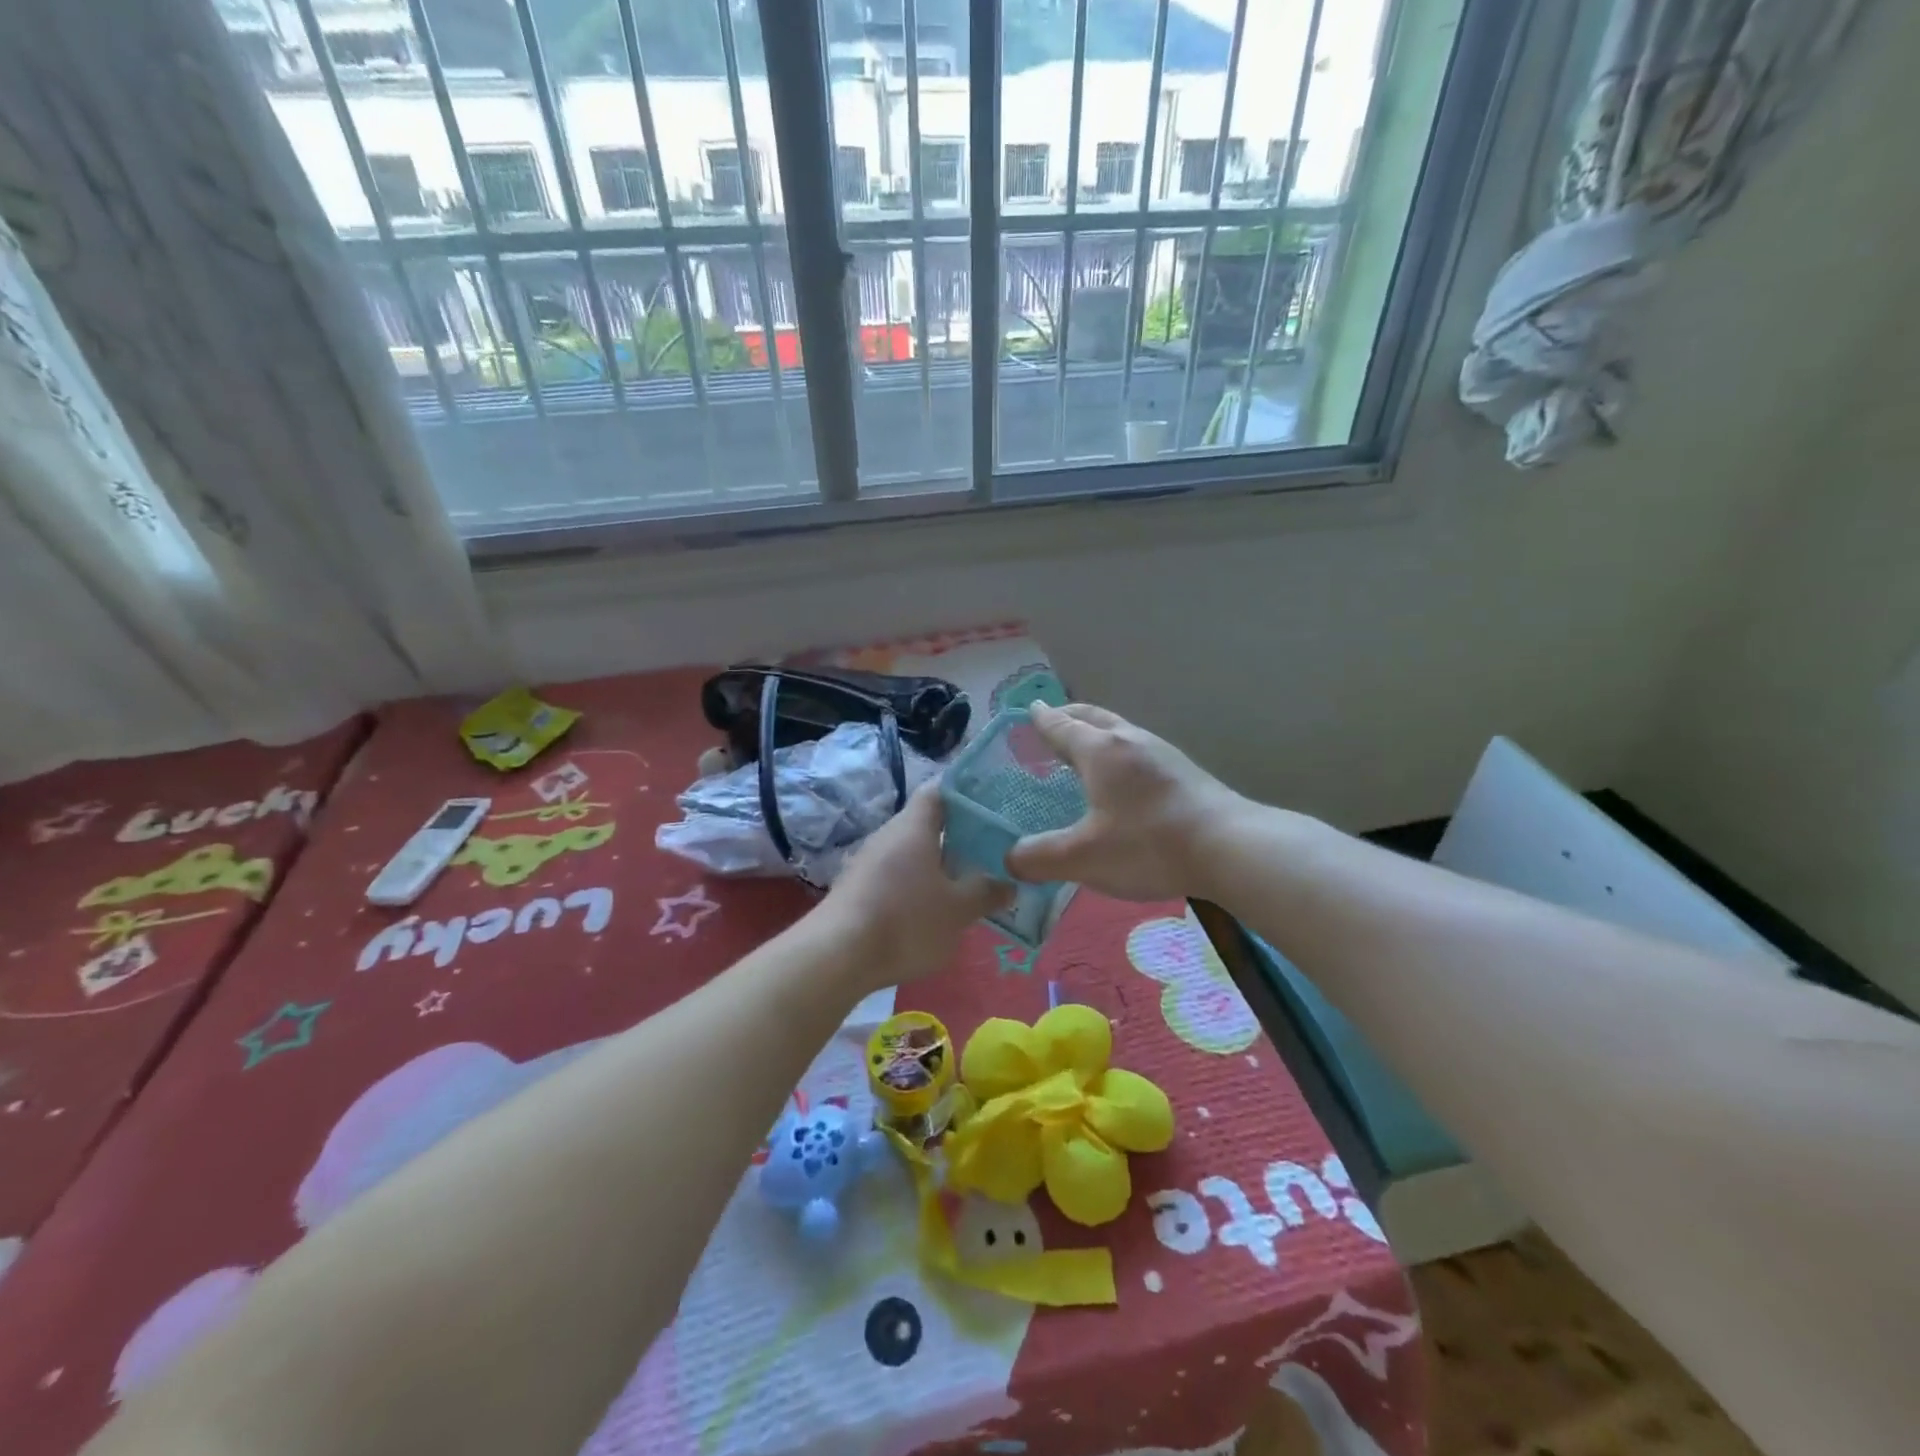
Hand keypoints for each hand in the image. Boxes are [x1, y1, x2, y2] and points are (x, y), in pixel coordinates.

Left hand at [822, 785, 1011, 984]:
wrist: (836, 956)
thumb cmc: (905, 920)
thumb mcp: (958, 910)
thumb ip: (986, 893)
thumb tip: (1009, 883)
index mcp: (914, 826)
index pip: (940, 789)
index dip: (966, 790)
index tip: (994, 800)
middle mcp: (889, 835)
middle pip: (928, 823)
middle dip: (960, 834)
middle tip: (993, 848)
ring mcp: (869, 862)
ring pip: (913, 852)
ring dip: (940, 863)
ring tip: (971, 881)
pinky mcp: (858, 889)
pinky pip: (897, 876)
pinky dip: (919, 885)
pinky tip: (935, 909)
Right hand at [1006, 702, 1246, 901]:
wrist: (1230, 846)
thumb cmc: (1148, 844)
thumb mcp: (1083, 857)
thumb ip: (1040, 857)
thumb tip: (1009, 859)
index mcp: (1099, 750)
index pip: (1061, 726)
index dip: (1041, 719)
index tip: (1028, 709)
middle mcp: (1129, 740)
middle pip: (1092, 717)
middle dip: (1068, 716)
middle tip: (1051, 720)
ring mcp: (1161, 753)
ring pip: (1119, 730)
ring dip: (1096, 732)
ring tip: (1084, 750)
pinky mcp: (1183, 771)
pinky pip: (1138, 748)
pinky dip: (1118, 751)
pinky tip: (1123, 778)